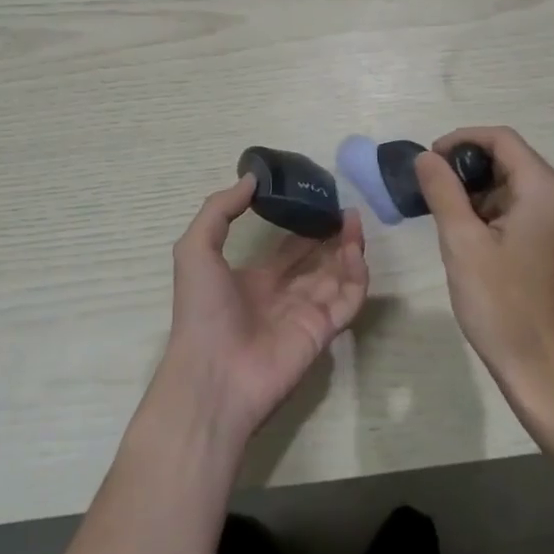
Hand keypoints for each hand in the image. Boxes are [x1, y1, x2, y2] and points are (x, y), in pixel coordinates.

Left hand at [153, 173, 368, 446]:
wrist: (213, 375)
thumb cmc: (202, 310)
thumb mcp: (196, 249)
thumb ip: (220, 209)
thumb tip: (252, 178)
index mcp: (253, 279)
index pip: (286, 249)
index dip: (301, 225)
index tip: (315, 200)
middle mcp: (282, 295)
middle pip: (315, 260)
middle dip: (330, 234)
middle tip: (343, 208)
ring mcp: (305, 313)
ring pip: (336, 275)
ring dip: (348, 248)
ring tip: (354, 220)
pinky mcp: (323, 331)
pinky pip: (348, 300)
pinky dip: (357, 276)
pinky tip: (355, 250)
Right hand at [414, 127, 553, 439]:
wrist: (550, 375)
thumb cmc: (503, 306)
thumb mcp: (461, 243)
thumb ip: (442, 191)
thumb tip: (427, 157)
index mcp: (546, 191)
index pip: (502, 139)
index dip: (461, 140)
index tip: (429, 162)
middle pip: (513, 160)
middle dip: (470, 169)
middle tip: (434, 192)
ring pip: (520, 187)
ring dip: (483, 193)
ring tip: (450, 219)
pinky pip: (531, 211)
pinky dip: (499, 213)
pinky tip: (476, 240)